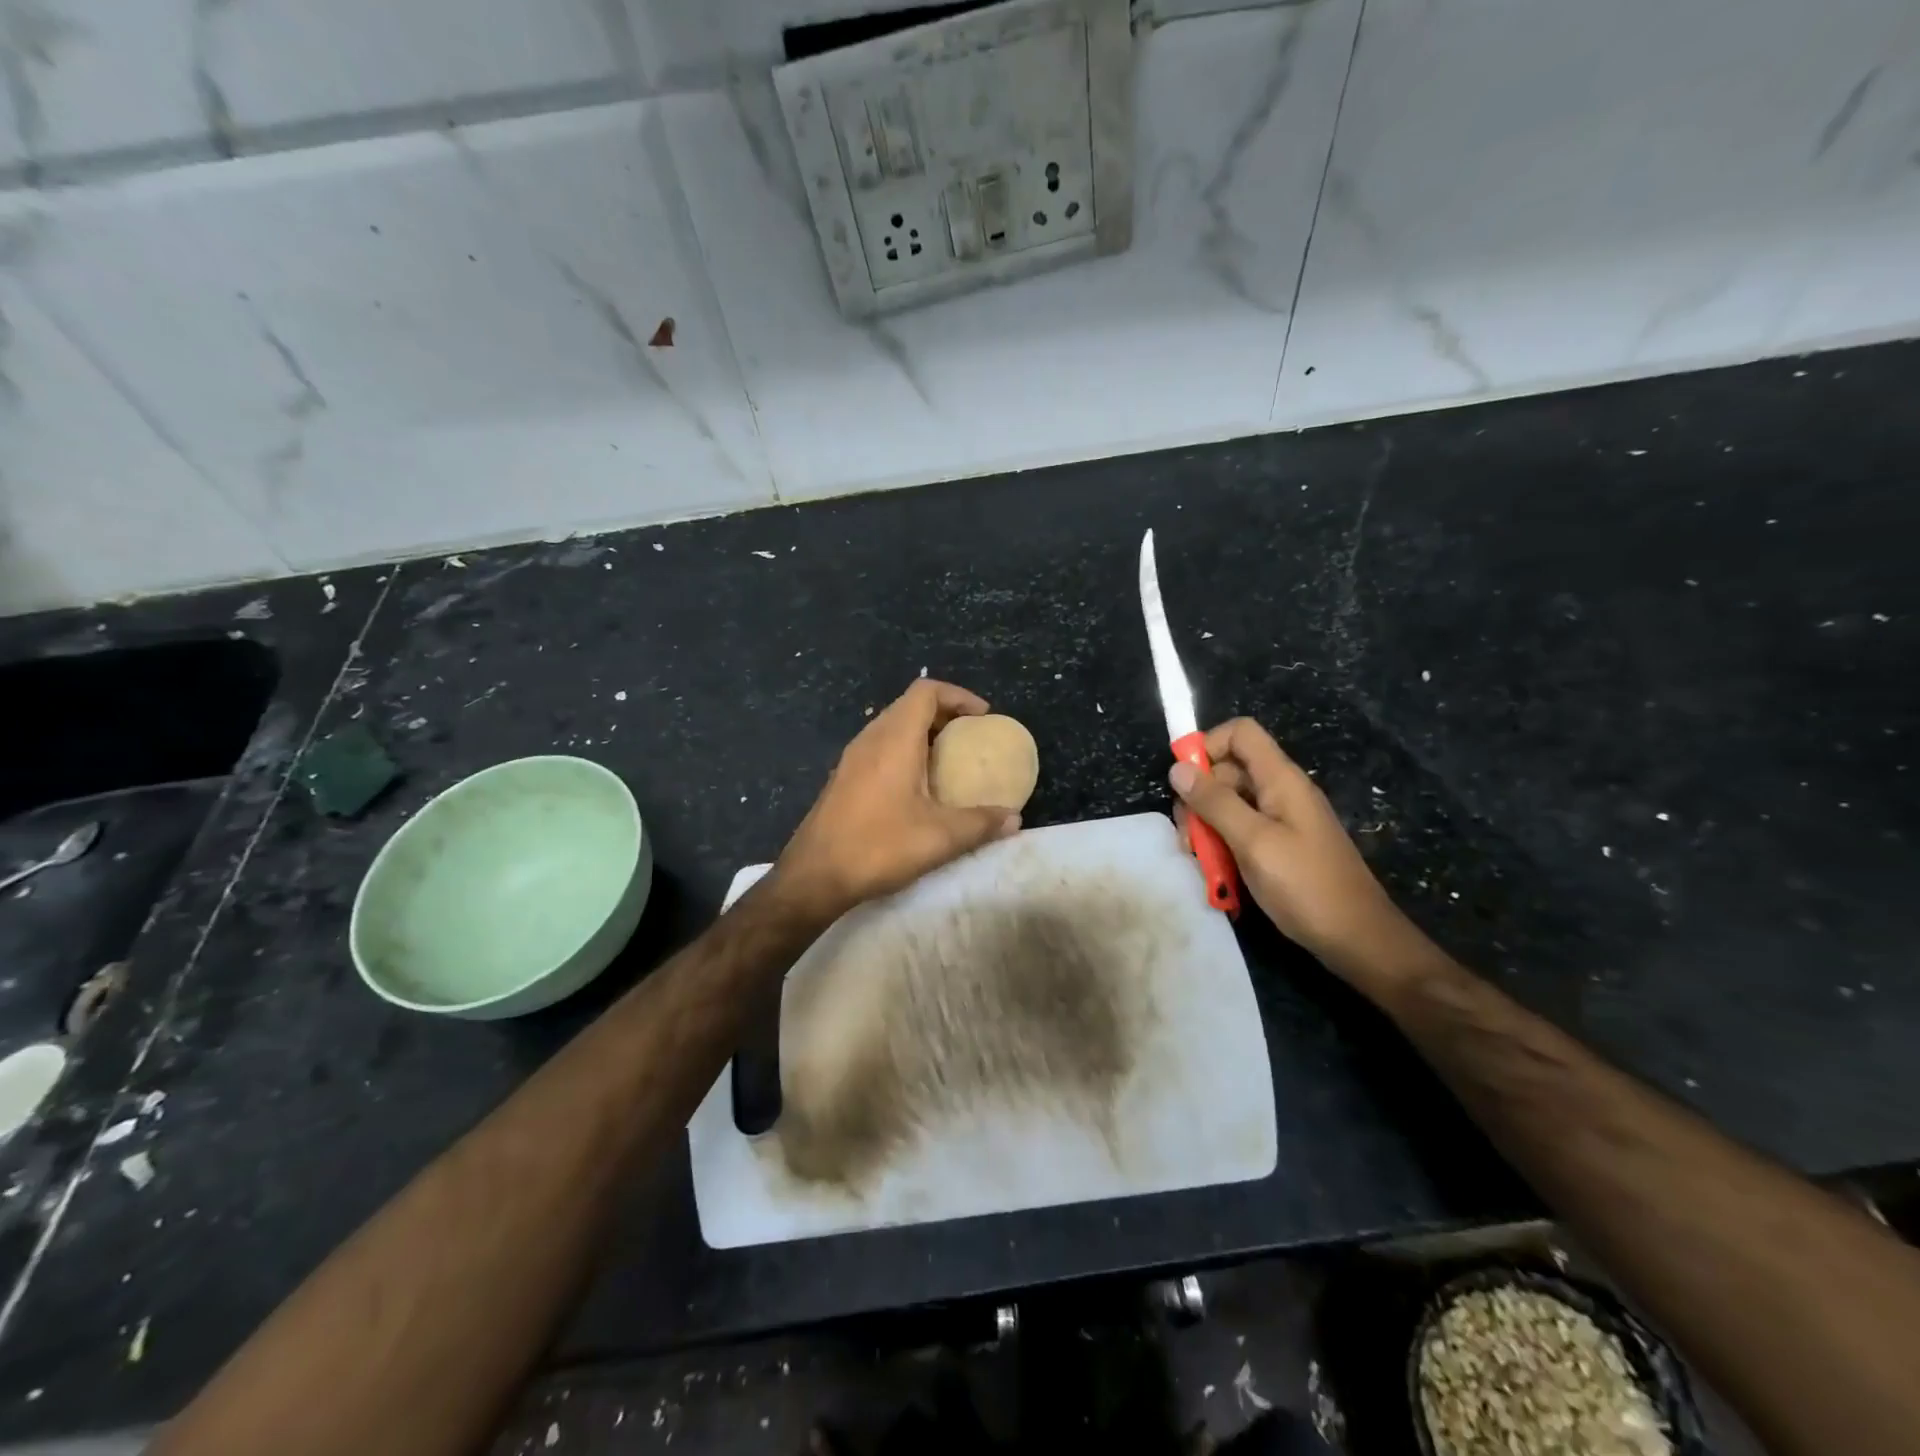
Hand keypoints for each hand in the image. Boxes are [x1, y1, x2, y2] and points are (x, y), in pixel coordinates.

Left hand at [773, 680, 1021, 922]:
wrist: (814, 876)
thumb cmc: (879, 847)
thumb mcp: (940, 837)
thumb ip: (981, 824)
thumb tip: (1014, 819)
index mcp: (894, 739)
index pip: (926, 691)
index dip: (959, 695)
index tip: (983, 717)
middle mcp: (870, 739)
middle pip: (909, 705)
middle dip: (945, 713)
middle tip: (972, 737)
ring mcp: (852, 758)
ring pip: (892, 726)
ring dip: (923, 733)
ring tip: (949, 760)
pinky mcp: (843, 778)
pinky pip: (879, 748)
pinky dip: (905, 751)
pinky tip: (918, 786)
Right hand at [1169, 718, 1446, 989]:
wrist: (1357, 939)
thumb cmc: (1306, 886)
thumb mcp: (1253, 842)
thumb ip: (1215, 803)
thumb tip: (1177, 768)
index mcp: (1281, 780)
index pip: (1240, 733)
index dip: (1207, 746)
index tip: (1183, 781)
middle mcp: (1281, 791)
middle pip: (1228, 770)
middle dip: (1199, 797)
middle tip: (1189, 836)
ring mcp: (1282, 819)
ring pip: (1230, 803)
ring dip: (1207, 827)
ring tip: (1202, 860)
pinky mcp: (1280, 845)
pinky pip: (1241, 830)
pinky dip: (1224, 845)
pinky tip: (1219, 873)